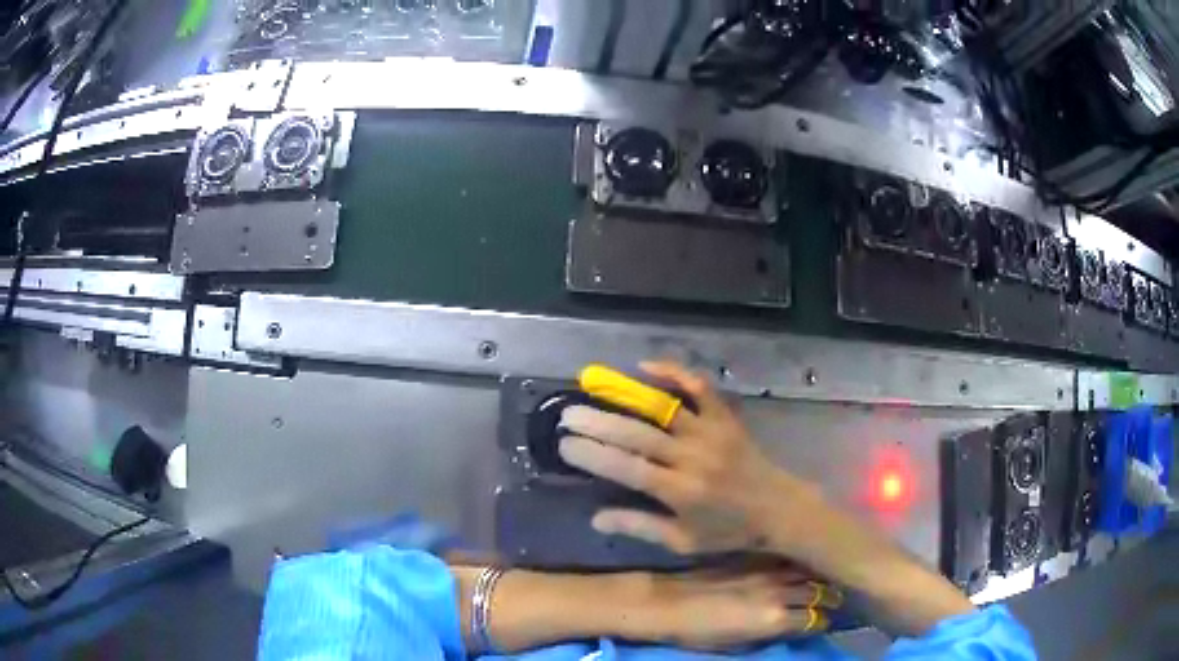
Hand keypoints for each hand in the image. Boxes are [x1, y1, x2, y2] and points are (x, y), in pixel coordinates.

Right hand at [558, 360, 819, 554]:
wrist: (780, 509)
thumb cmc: (729, 531)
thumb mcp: (684, 541)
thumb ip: (641, 527)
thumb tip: (596, 519)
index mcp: (682, 492)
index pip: (629, 470)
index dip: (594, 456)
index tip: (564, 445)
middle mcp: (694, 458)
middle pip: (638, 436)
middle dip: (598, 423)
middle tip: (566, 414)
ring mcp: (712, 433)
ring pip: (663, 409)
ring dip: (625, 396)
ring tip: (593, 386)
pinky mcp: (726, 418)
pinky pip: (700, 388)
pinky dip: (675, 373)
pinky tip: (646, 366)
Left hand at [634, 567, 841, 649]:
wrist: (664, 603)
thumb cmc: (695, 633)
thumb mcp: (736, 645)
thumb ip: (770, 635)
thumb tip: (792, 627)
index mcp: (773, 619)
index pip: (815, 619)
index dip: (822, 621)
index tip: (825, 620)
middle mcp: (777, 592)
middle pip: (818, 591)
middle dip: (828, 595)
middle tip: (834, 597)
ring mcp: (766, 571)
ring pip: (806, 569)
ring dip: (816, 575)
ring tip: (824, 576)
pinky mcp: (753, 557)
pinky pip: (785, 558)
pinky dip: (797, 562)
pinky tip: (799, 562)